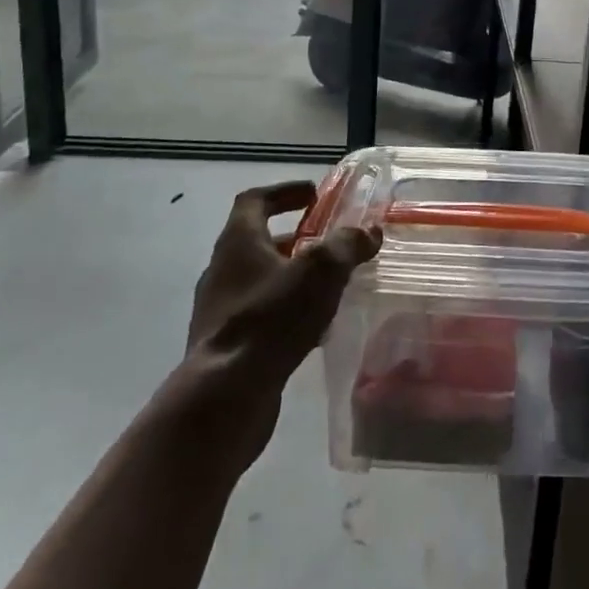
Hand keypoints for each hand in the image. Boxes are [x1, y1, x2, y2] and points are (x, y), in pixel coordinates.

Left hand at [177, 182, 380, 460]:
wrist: (224, 397)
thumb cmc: (271, 319)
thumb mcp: (320, 271)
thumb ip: (347, 245)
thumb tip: (369, 231)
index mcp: (238, 242)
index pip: (254, 200)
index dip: (284, 191)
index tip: (314, 194)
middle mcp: (222, 271)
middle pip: (258, 240)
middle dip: (295, 237)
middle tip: (329, 241)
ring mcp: (220, 310)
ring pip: (261, 279)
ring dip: (293, 275)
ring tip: (329, 284)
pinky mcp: (227, 345)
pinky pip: (261, 314)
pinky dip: (287, 310)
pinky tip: (316, 327)